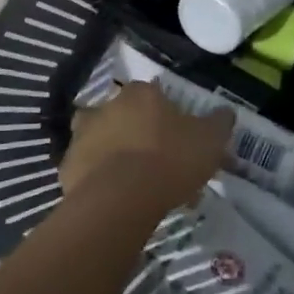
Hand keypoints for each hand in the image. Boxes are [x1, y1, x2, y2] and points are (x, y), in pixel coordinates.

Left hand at [61, 82, 231, 222]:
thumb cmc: (169, 160)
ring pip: (103, 140)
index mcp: (140, 93)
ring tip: (136, 183)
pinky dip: (99, 180)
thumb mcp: (209, 140)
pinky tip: (117, 198)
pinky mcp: (67, 167)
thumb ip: (219, 123)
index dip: (169, 115)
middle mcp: (106, 106)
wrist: (120, 199)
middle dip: (140, 134)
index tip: (180, 138)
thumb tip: (225, 112)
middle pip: (126, 115)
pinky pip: (88, 170)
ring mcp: (82, 135)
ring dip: (116, 154)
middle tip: (159, 162)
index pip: (155, 95)